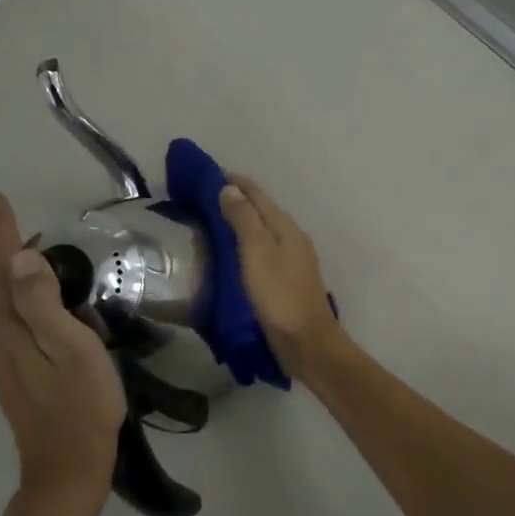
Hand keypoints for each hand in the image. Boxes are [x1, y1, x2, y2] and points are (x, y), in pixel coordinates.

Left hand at [0, 186, 125, 515]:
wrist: (67, 466)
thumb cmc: (81, 404)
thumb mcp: (71, 349)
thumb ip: (43, 303)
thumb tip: (18, 256)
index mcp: (7, 324)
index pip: (0, 263)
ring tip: (2, 227)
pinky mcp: (10, 362)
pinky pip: (3, 306)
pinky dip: (6, 280)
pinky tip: (20, 279)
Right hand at [217, 175, 343, 376]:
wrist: (307, 342)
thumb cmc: (279, 296)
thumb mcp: (257, 253)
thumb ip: (244, 220)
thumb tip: (230, 189)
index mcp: (286, 228)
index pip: (258, 195)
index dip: (236, 183)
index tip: (211, 173)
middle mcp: (293, 238)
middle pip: (264, 210)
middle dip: (239, 199)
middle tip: (207, 195)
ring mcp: (294, 259)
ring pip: (265, 229)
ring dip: (244, 220)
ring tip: (216, 219)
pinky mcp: (289, 279)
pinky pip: (266, 249)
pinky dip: (249, 242)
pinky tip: (236, 252)